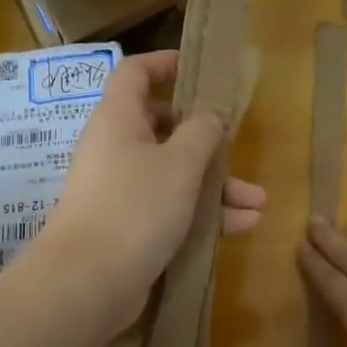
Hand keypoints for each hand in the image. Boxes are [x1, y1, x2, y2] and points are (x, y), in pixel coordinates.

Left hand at [38, 50, 265, 326]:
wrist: (88, 282)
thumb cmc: (135, 207)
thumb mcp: (180, 164)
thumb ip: (201, 133)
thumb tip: (208, 118)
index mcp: (118, 119)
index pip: (134, 73)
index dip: (165, 64)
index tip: (198, 68)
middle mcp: (115, 149)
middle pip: (163, 128)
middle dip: (206, 141)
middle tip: (236, 148)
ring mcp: (120, 190)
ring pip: (173, 174)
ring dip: (216, 186)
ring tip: (258, 203)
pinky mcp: (128, 226)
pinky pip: (170, 208)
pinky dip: (202, 214)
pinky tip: (241, 226)